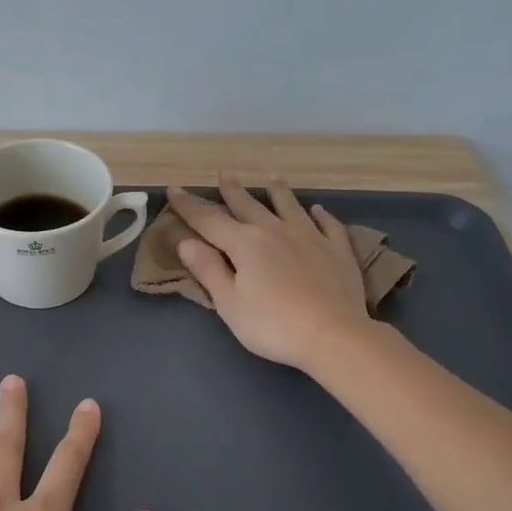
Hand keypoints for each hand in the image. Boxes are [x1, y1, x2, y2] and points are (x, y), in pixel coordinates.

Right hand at [166, 173, 371, 373]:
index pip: (209, 220)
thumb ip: (208, 270)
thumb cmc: (272, 325)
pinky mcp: (337, 251)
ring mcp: (310, 237)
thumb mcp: (229, 303)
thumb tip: (185, 242)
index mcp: (245, 243)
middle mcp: (276, 231)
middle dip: (233, 191)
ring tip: (271, 175)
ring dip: (278, 190)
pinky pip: (328, 225)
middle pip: (249, 206)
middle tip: (224, 174)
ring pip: (290, 206)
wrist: (333, 336)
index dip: (190, 205)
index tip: (174, 189)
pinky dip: (321, 215)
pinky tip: (318, 209)